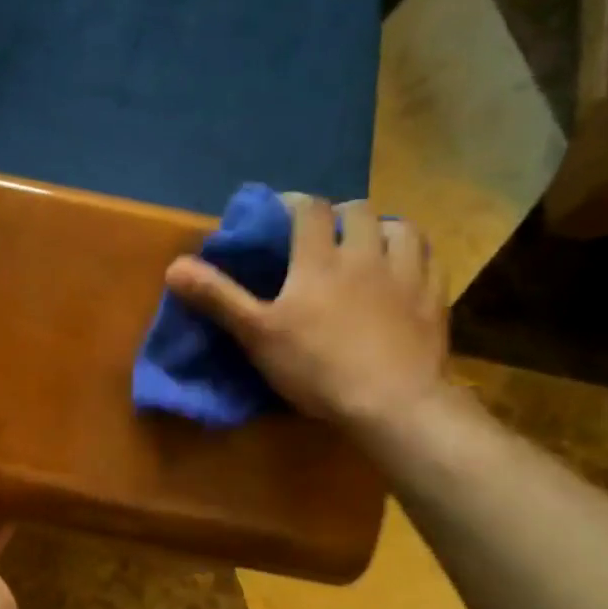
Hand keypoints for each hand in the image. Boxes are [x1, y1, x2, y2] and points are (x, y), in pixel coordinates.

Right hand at [165, 198, 448, 438]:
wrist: (392, 403)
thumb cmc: (317, 367)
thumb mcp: (257, 334)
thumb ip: (218, 297)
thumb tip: (174, 266)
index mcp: (319, 259)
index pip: (309, 209)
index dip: (294, 205)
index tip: (281, 214)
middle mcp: (365, 254)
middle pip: (358, 211)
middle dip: (339, 215)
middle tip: (326, 236)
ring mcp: (406, 274)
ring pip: (400, 228)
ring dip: (382, 229)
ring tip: (370, 247)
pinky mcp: (433, 298)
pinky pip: (429, 260)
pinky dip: (415, 255)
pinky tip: (406, 269)